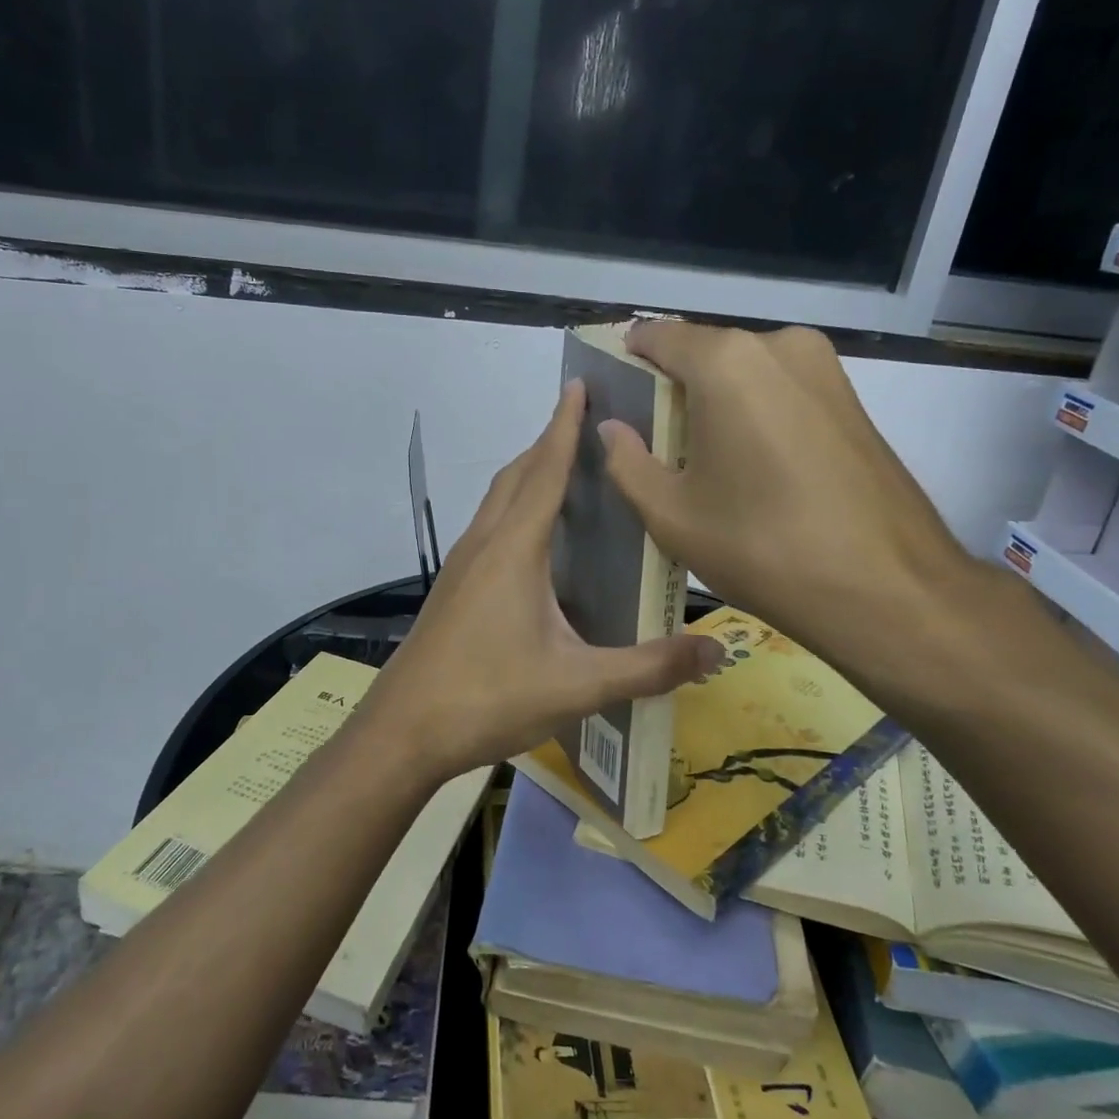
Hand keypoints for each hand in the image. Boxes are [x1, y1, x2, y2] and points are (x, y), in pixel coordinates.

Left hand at [355, 380, 722, 782]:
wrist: (403, 732)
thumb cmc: (487, 697)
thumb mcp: (578, 685)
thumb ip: (648, 667)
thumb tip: (716, 651)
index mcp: (514, 549)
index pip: (546, 470)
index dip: (564, 426)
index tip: (579, 385)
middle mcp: (484, 544)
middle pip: (516, 476)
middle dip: (549, 444)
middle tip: (587, 427)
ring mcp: (461, 567)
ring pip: (497, 502)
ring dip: (528, 476)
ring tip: (566, 475)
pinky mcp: (453, 590)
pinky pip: (489, 529)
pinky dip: (515, 512)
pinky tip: (535, 545)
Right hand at [598, 322, 983, 689]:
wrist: (887, 587)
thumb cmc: (762, 546)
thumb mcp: (672, 515)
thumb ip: (627, 462)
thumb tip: (613, 428)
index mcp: (726, 361)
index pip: (656, 337)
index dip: (627, 362)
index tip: (615, 401)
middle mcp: (778, 346)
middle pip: (703, 353)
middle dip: (673, 389)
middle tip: (655, 444)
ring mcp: (824, 368)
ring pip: (745, 372)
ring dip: (716, 403)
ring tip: (704, 462)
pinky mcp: (851, 398)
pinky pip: (781, 391)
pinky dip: (755, 413)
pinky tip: (751, 468)